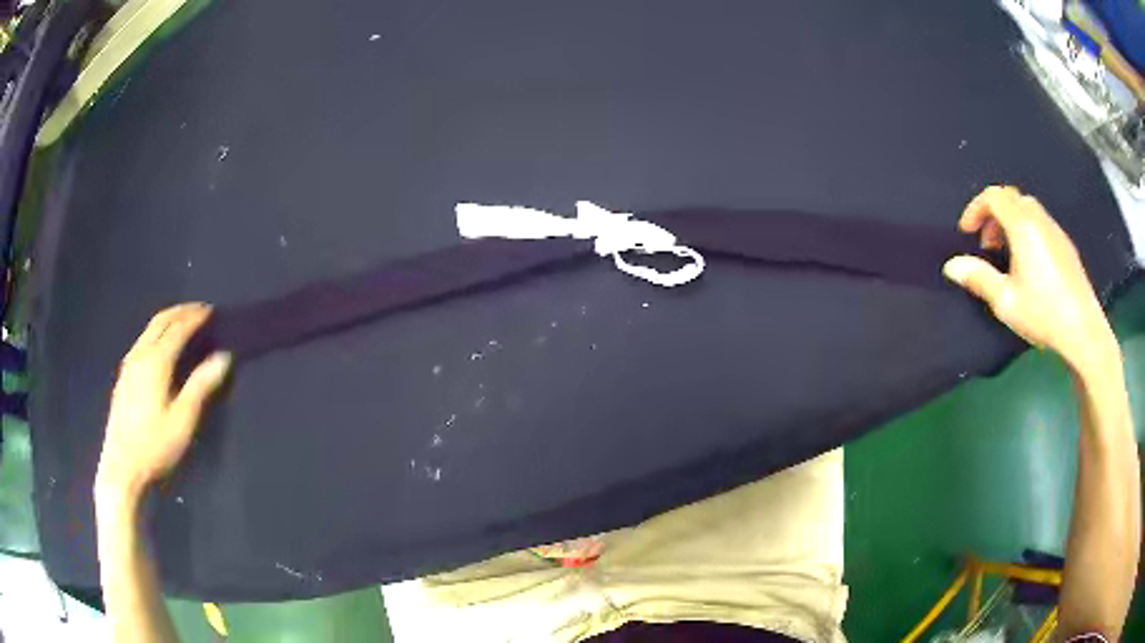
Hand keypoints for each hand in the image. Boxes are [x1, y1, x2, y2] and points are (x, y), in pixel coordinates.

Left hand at [96, 303, 231, 498]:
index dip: (195, 318)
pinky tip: (161, 345)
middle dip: (181, 311)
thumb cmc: (155, 445)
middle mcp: (140, 354)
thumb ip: (200, 386)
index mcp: (156, 361)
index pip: (178, 329)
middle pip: (161, 321)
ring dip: (168, 319)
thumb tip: (222, 357)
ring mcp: (129, 364)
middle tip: (199, 309)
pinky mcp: (124, 375)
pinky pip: (143, 340)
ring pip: (149, 329)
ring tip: (183, 322)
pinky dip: (157, 332)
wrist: (121, 466)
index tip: (211, 311)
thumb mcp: (182, 420)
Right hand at [943, 186, 1115, 373]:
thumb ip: (979, 279)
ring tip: (1007, 256)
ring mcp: (1056, 231)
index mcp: (1023, 226)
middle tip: (987, 245)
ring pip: (1028, 209)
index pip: (994, 196)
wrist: (1083, 330)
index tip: (967, 232)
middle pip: (1011, 199)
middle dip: (994, 214)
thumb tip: (951, 266)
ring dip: (1011, 223)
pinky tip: (1030, 264)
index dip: (976, 208)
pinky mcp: (1066, 246)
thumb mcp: (1006, 301)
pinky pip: (1041, 224)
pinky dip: (1027, 231)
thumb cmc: (1043, 313)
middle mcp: (1039, 220)